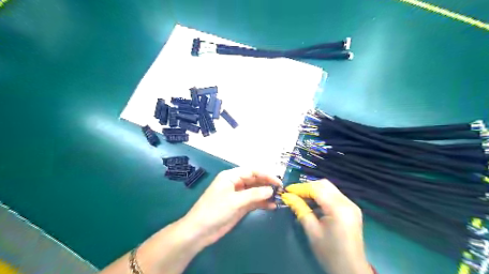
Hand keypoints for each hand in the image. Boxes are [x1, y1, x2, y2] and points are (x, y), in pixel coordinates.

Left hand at [181, 167, 282, 247]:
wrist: (200, 231)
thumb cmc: (214, 211)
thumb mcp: (235, 201)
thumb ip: (254, 194)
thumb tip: (271, 190)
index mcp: (231, 176)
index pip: (252, 171)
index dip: (266, 175)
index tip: (278, 182)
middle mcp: (236, 183)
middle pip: (255, 180)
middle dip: (267, 184)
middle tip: (281, 191)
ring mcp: (238, 195)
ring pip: (255, 191)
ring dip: (266, 194)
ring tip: (279, 198)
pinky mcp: (240, 206)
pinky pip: (254, 201)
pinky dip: (262, 203)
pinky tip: (272, 206)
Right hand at [281, 180, 372, 273]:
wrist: (351, 269)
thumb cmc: (329, 252)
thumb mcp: (311, 230)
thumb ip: (300, 209)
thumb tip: (287, 196)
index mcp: (338, 208)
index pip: (316, 188)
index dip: (300, 188)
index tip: (287, 191)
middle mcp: (347, 202)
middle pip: (324, 184)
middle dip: (307, 186)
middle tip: (294, 194)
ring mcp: (351, 205)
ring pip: (329, 188)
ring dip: (314, 190)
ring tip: (301, 198)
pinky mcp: (351, 209)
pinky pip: (334, 195)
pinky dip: (322, 196)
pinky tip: (313, 204)